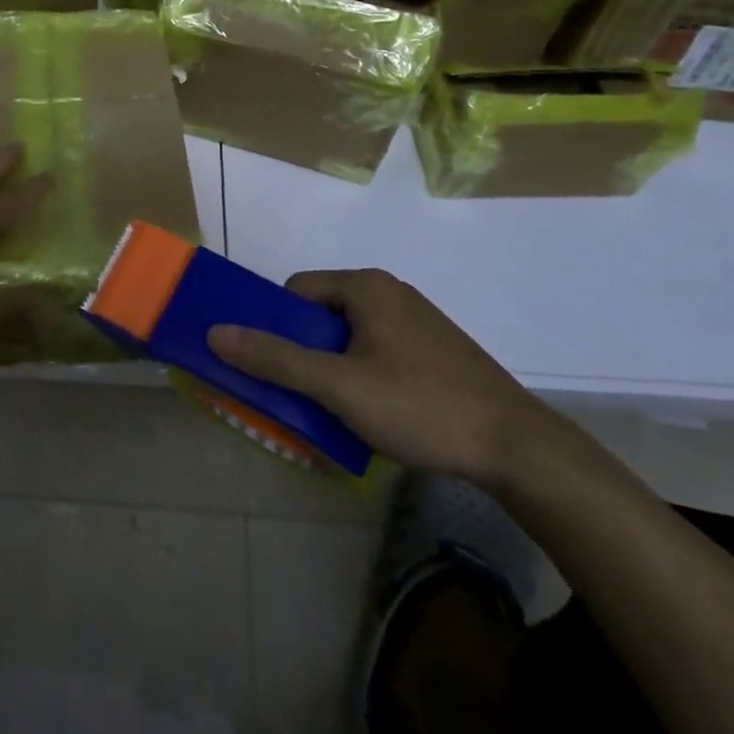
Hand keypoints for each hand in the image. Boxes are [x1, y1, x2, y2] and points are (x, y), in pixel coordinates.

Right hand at [206, 269, 558, 483]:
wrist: (516, 447)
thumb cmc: (420, 405)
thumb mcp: (339, 386)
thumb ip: (276, 358)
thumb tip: (216, 332)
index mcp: (366, 286)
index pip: (297, 290)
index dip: (277, 326)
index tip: (275, 368)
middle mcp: (390, 292)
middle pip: (322, 314)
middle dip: (304, 352)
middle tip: (300, 395)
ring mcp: (416, 321)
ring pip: (350, 336)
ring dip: (331, 368)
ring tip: (333, 411)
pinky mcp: (434, 350)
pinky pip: (377, 352)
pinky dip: (361, 375)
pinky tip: (372, 414)